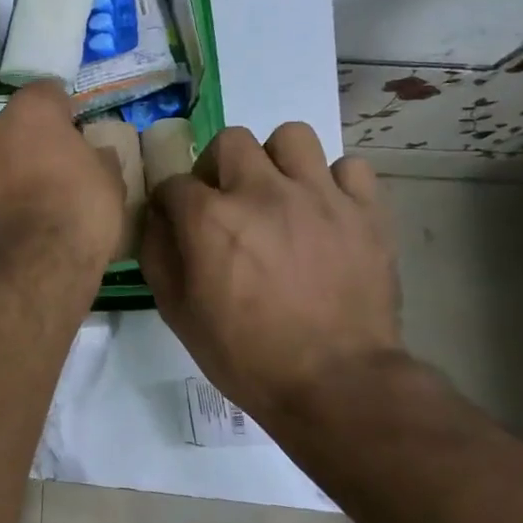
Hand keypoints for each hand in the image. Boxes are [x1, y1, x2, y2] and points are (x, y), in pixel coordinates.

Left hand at [0, 81, 122, 278]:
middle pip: (18, 123)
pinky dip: (4, 192)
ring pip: (0, 153)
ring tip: (43, 197)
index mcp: (30, 110)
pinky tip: (25, 216)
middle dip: (36, 138)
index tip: (79, 133)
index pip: (49, 92)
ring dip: (17, 165)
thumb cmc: (79, 209)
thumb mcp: (110, 179)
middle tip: (62, 165)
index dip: (66, 111)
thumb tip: (93, 155)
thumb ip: (98, 157)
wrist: (32, 268)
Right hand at [141, 122, 401, 418]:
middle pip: (230, 140)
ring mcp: (319, 197)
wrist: (337, 385)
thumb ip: (157, 254)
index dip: (170, 202)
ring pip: (292, 137)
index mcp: (210, 218)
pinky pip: (350, 168)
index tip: (176, 221)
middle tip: (226, 200)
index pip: (173, 182)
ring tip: (279, 194)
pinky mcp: (365, 212)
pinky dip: (335, 183)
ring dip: (277, 161)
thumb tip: (156, 219)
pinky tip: (326, 210)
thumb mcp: (177, 312)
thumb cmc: (245, 354)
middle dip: (218, 166)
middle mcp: (262, 192)